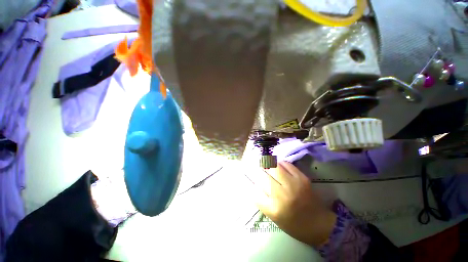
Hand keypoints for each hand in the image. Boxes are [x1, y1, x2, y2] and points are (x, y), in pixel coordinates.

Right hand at [248, 161, 335, 246]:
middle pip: (263, 175)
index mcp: (273, 208)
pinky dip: (280, 163)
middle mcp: (282, 195)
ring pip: (274, 167)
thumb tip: (254, 184)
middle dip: (259, 171)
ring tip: (267, 165)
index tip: (252, 179)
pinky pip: (286, 164)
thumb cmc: (294, 224)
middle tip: (259, 169)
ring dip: (268, 165)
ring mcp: (293, 185)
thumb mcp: (274, 217)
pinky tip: (279, 166)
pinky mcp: (302, 178)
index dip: (253, 183)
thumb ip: (262, 200)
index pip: (255, 189)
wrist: (319, 224)